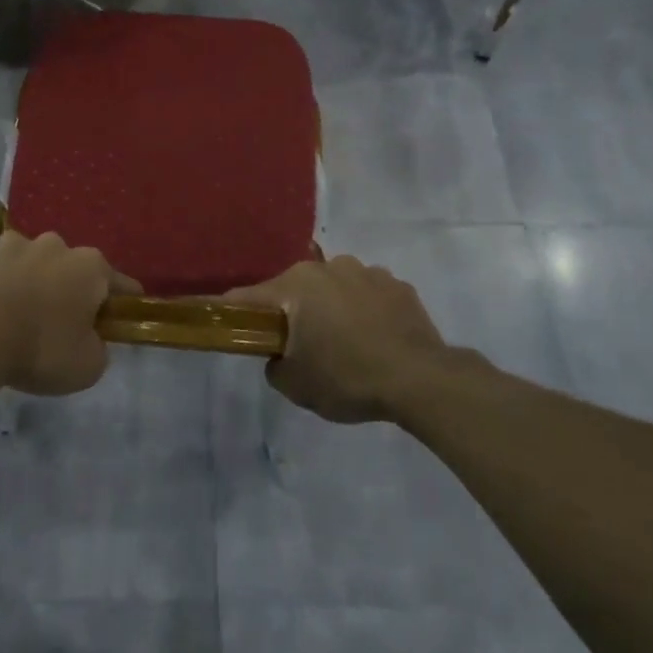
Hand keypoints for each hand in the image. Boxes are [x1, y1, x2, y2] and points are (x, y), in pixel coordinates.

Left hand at [0, 231, 138, 395]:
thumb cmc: (42, 347)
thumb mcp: (88, 366)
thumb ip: (98, 348)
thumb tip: (89, 340)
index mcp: (92, 266)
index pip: (121, 284)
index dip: (124, 304)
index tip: (124, 319)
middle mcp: (58, 245)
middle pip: (75, 270)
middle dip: (74, 291)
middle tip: (67, 326)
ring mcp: (17, 246)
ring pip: (37, 265)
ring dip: (37, 284)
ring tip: (26, 318)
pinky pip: (4, 273)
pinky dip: (5, 287)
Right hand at [227, 256, 458, 423]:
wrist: (420, 380)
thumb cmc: (347, 378)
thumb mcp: (295, 385)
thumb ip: (274, 364)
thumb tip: (279, 355)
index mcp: (296, 285)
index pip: (249, 297)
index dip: (235, 313)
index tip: (232, 327)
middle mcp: (328, 267)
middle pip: (296, 289)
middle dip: (293, 312)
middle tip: (300, 346)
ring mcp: (367, 272)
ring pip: (335, 288)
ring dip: (332, 308)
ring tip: (346, 343)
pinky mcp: (399, 285)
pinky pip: (368, 295)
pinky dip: (365, 311)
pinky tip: (375, 339)